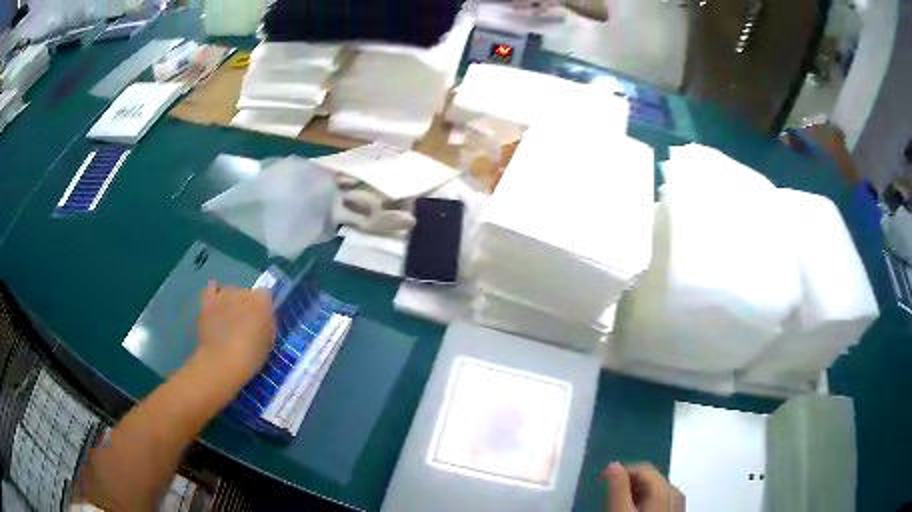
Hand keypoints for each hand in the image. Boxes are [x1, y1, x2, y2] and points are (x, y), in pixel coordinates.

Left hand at [194, 281, 275, 383]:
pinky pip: (211, 288)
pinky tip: (215, 307)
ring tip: (228, 319)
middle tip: (245, 324)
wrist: (221, 363)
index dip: (264, 307)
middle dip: (246, 305)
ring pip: (230, 291)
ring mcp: (223, 294)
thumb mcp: (269, 342)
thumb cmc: (250, 356)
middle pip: (247, 292)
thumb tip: (265, 318)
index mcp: (262, 301)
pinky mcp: (207, 300)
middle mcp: (243, 291)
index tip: (262, 321)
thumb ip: (268, 324)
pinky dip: (214, 296)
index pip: (266, 294)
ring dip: (230, 301)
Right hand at [604, 462, 684, 511]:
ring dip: (635, 494)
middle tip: (608, 497)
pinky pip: (659, 500)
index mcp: (665, 488)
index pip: (642, 468)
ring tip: (618, 506)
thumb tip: (613, 465)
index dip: (620, 472)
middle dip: (628, 484)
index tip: (600, 482)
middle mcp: (676, 492)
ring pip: (654, 490)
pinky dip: (644, 503)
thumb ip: (618, 488)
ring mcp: (678, 504)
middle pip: (650, 478)